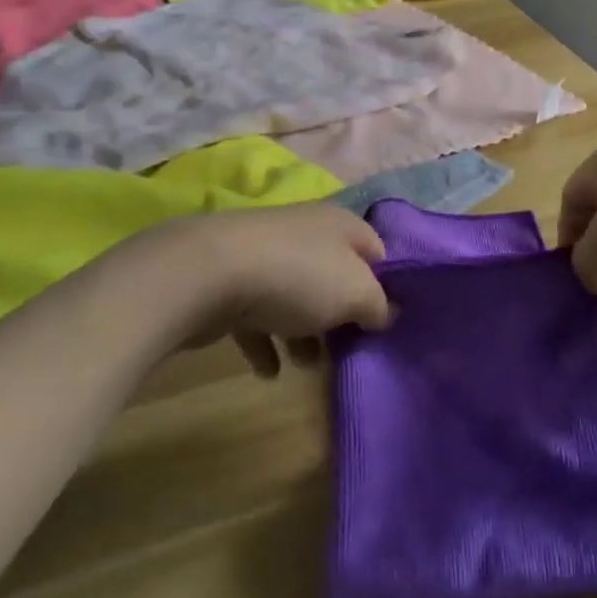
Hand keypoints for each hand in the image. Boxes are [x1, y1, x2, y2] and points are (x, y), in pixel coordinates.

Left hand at [98, 203, 392, 376]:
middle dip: (342, 312)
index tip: (387, 320)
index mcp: (340, 224)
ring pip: (295, 295)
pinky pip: (257, 315)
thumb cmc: (298, 277)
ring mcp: (265, 255)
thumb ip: (378, 305)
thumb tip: (386, 312)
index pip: (376, 249)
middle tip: (350, 347)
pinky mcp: (230, 280)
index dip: (387, 284)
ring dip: (303, 331)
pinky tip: (268, 372)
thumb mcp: (356, 293)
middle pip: (334, 273)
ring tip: (307, 365)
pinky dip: (265, 342)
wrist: (208, 273)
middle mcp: (305, 232)